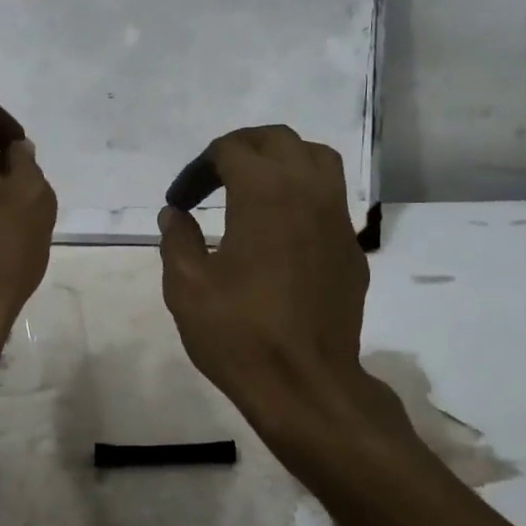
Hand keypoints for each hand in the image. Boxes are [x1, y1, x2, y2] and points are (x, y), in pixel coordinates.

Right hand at [158, 126, 407, 461]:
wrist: (308, 385)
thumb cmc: (240, 334)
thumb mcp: (187, 287)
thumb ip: (177, 240)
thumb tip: (175, 215)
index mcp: (264, 191)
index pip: (229, 150)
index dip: (197, 169)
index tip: (179, 202)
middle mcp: (307, 190)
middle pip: (276, 139)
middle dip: (240, 149)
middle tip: (212, 178)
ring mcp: (337, 217)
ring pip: (316, 158)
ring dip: (281, 159)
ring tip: (255, 186)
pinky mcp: (351, 246)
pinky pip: (331, 196)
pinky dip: (304, 192)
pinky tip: (283, 226)